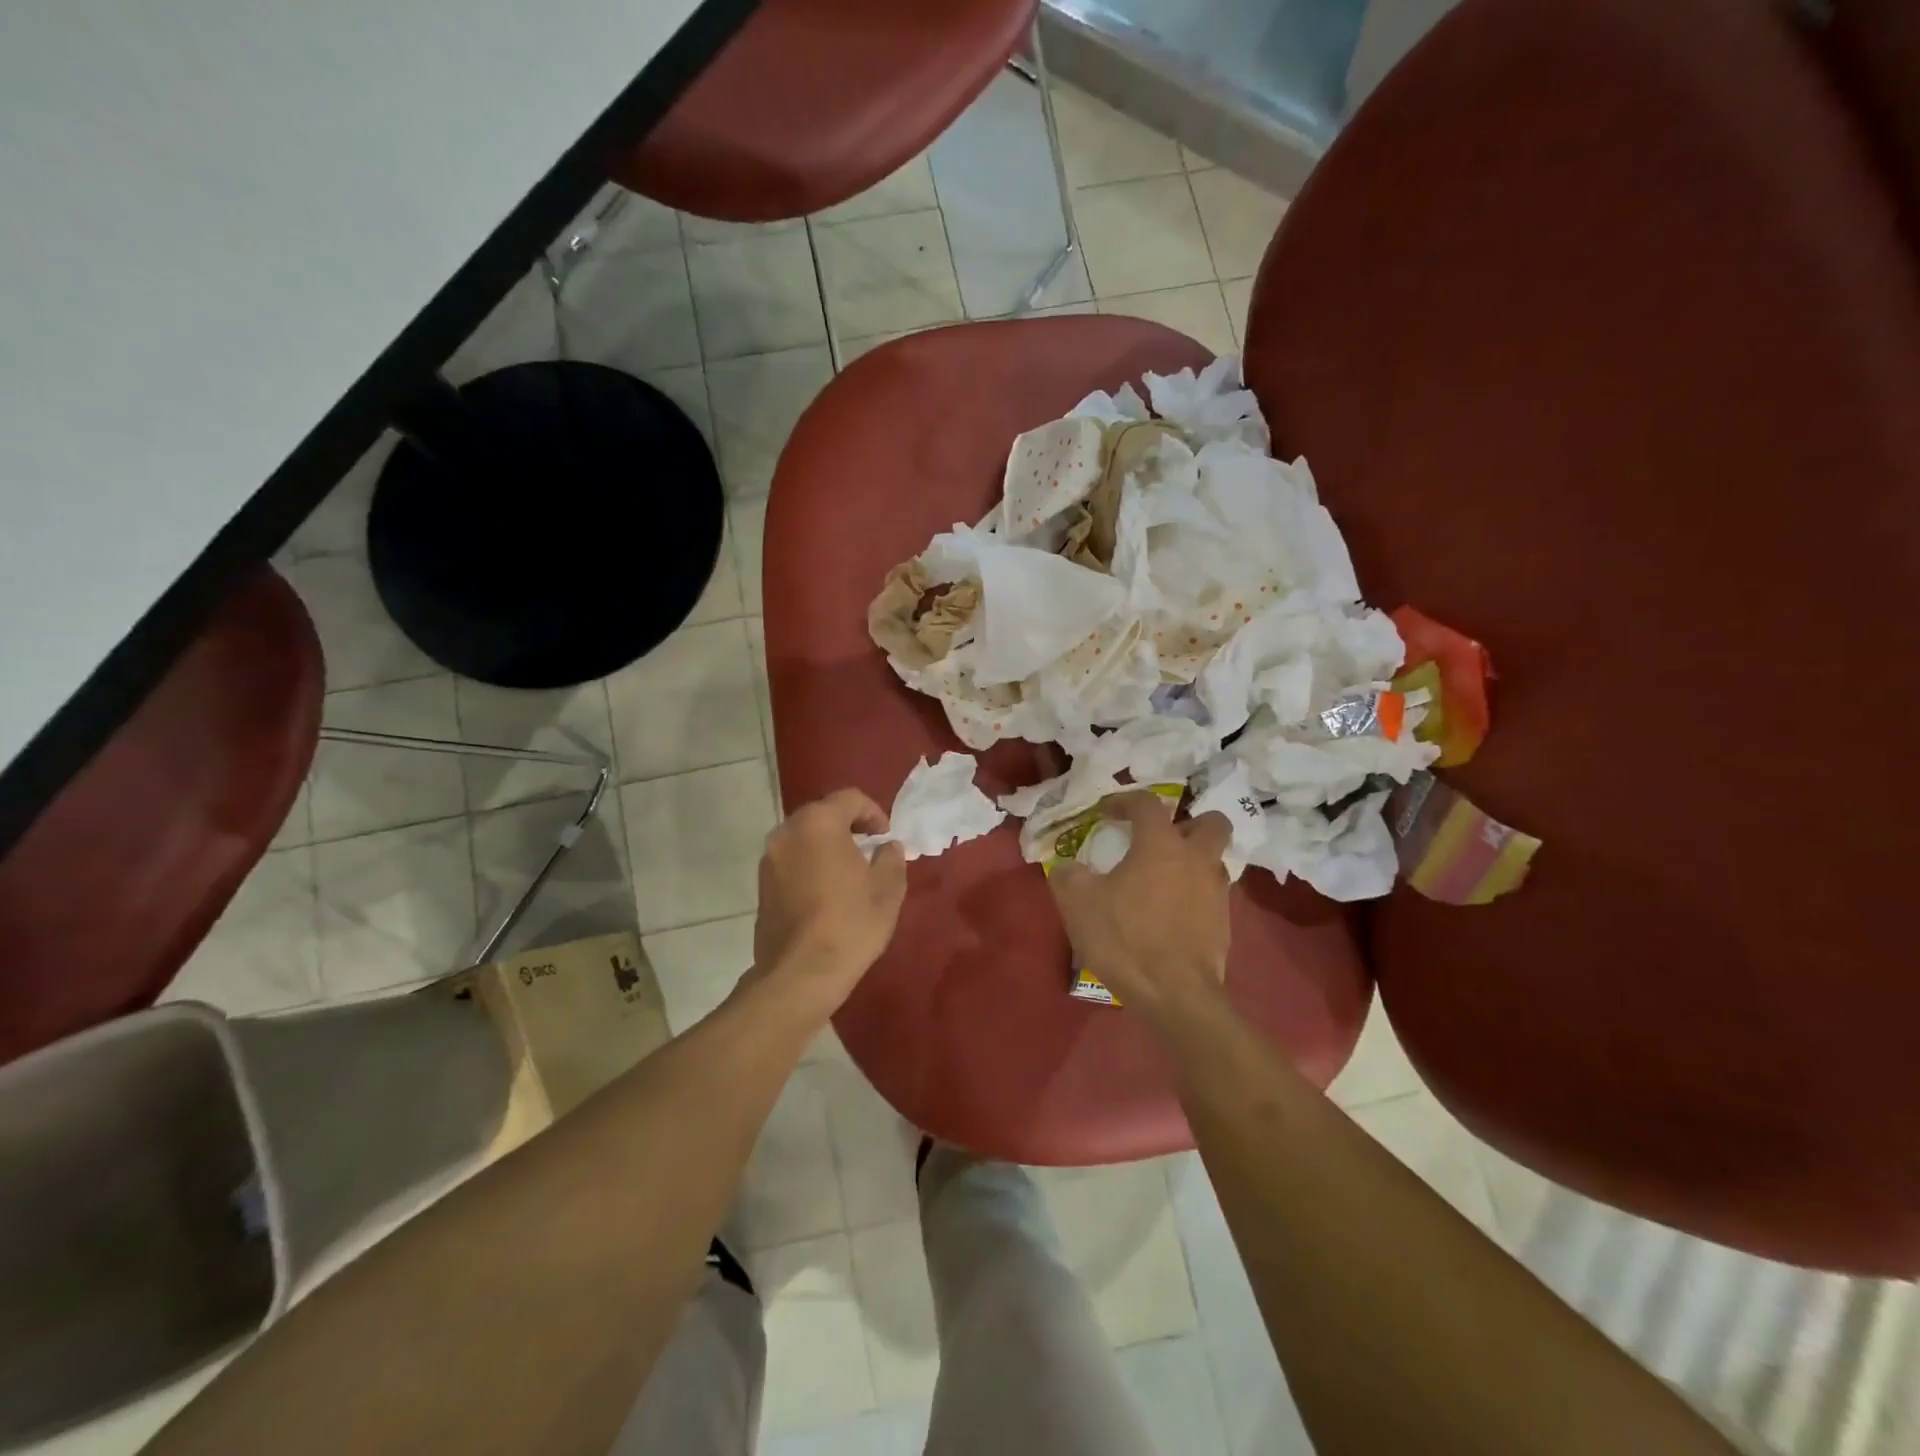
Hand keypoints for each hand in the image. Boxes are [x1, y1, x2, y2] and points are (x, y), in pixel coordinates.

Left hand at [751, 789, 908, 1015]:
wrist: (800, 974)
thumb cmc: (850, 924)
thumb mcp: (887, 888)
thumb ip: (891, 857)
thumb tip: (887, 847)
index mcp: (818, 823)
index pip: (850, 798)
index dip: (874, 813)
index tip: (886, 837)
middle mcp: (787, 832)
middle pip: (822, 814)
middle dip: (848, 827)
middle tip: (870, 850)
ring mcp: (769, 860)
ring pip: (804, 839)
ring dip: (827, 846)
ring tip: (849, 873)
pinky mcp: (761, 886)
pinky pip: (792, 862)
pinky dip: (810, 865)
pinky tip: (827, 893)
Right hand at [1047, 791, 1232, 1021]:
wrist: (1175, 996)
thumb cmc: (1125, 939)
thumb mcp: (1077, 903)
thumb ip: (1068, 876)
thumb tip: (1067, 867)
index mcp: (1161, 845)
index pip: (1147, 804)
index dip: (1124, 801)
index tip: (1105, 813)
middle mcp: (1196, 860)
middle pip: (1210, 823)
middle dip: (1188, 823)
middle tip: (1161, 838)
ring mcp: (1216, 893)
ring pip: (1215, 861)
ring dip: (1193, 861)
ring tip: (1164, 878)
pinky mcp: (1224, 925)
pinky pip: (1212, 895)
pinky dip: (1194, 895)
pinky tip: (1171, 913)